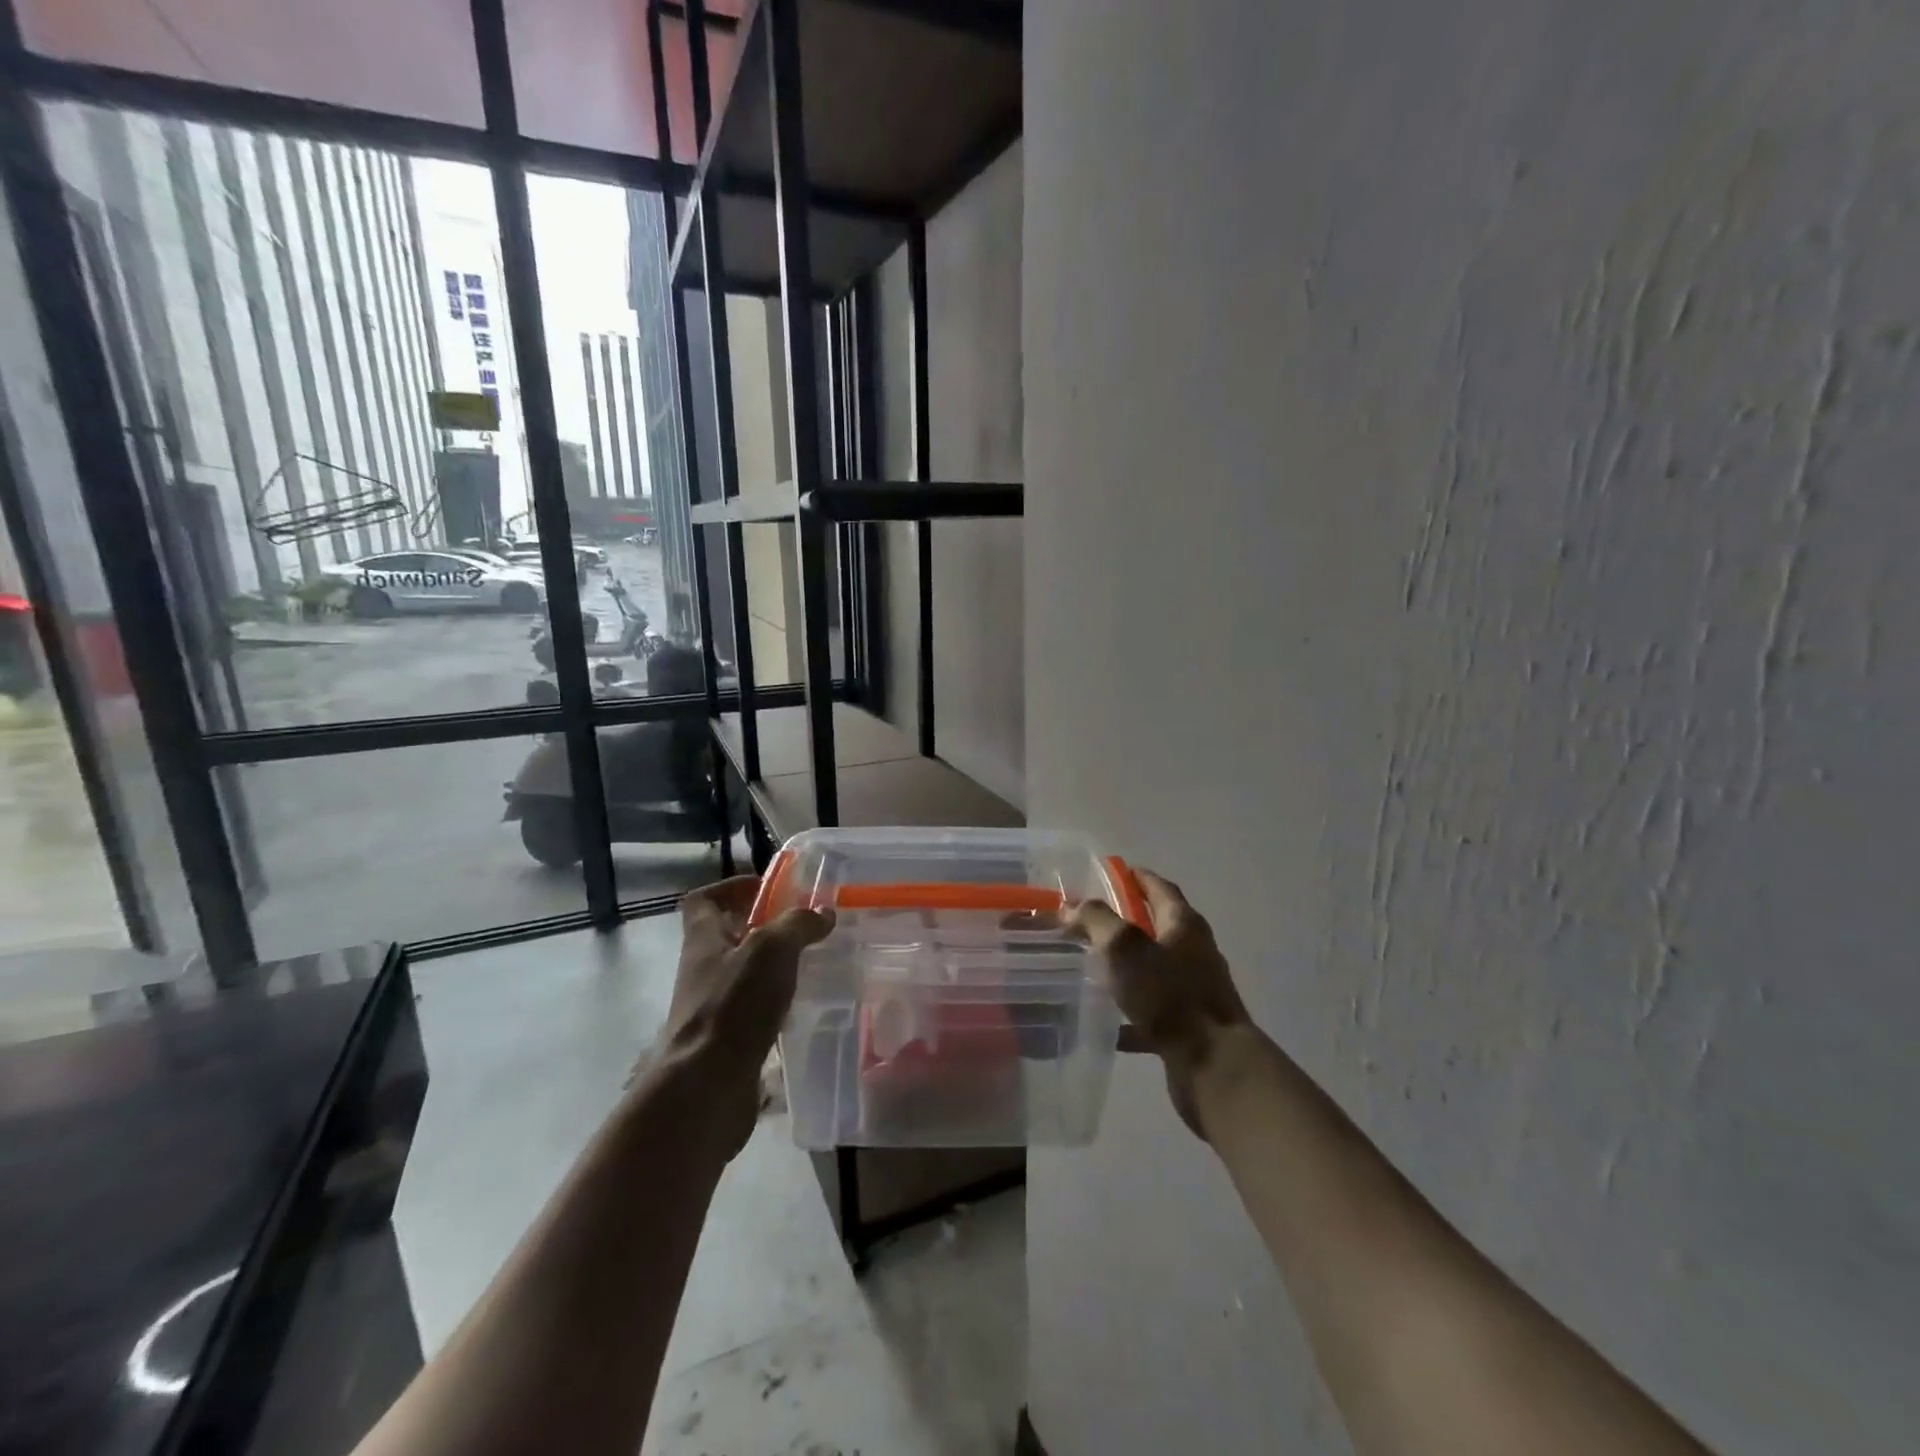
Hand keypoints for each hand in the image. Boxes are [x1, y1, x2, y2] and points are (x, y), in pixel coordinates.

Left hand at [653, 875, 832, 1158]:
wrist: (706, 1088)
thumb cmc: (733, 1006)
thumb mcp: (771, 949)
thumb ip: (798, 925)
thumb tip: (823, 913)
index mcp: (703, 939)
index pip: (704, 900)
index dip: (731, 887)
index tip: (767, 889)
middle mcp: (703, 969)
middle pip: (728, 936)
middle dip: (764, 928)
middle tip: (804, 927)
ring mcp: (713, 1006)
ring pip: (744, 974)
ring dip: (774, 967)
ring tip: (812, 963)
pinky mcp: (727, 1039)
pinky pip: (754, 1010)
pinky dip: (776, 1004)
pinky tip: (804, 1006)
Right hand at [1069, 870, 1251, 1138]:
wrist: (1214, 1066)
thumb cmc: (1169, 996)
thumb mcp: (1124, 949)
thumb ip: (1097, 921)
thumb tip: (1072, 906)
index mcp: (1184, 925)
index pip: (1159, 888)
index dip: (1136, 877)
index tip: (1111, 872)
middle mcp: (1194, 952)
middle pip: (1157, 927)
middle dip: (1126, 921)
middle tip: (1089, 920)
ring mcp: (1193, 990)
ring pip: (1153, 969)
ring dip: (1126, 965)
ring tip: (1089, 965)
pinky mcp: (1188, 1026)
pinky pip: (1152, 1010)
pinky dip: (1128, 1011)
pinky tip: (1103, 1021)